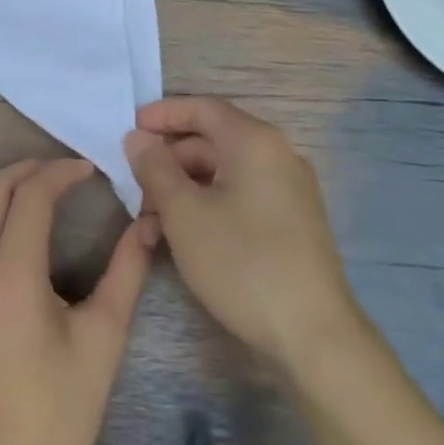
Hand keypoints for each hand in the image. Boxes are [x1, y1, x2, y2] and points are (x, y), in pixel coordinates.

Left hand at [0, 158, 157, 444]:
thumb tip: (149, 223)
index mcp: (13, 281)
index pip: (30, 197)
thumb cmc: (61, 413)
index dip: (59, 173)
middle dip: (23, 170)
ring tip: (18, 188)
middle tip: (57, 173)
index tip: (87, 171)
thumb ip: (127, 273)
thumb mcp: (104, 340)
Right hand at [125, 97, 359, 377]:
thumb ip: (155, 168)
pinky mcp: (292, 221)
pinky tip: (183, 237)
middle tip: (134, 187)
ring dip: (184, 189)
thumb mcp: (184, 213)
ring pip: (223, 173)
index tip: (129, 129)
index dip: (162, 114)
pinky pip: (241, 196)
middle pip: (211, 141)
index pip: (202, 108)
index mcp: (254, 141)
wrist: (315, 336)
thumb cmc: (242, 262)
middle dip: (168, 161)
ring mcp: (289, 189)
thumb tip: (137, 138)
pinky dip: (208, 206)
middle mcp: (277, 154)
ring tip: (151, 224)